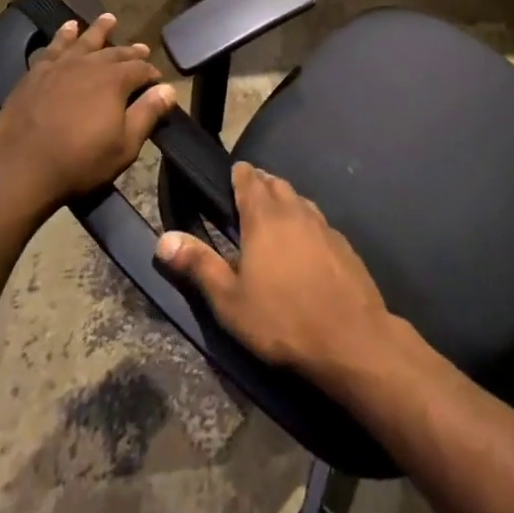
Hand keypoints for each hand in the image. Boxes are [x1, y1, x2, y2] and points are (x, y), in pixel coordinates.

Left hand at [0, 14, 175, 222]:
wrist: (19, 169)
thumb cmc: (79, 162)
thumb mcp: (124, 146)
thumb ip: (147, 114)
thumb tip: (168, 89)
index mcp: (114, 80)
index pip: (141, 69)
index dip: (152, 74)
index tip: (158, 82)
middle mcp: (89, 65)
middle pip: (115, 52)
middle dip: (130, 51)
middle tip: (141, 48)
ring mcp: (59, 66)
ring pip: (84, 41)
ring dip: (98, 30)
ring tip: (108, 18)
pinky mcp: (35, 74)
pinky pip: (52, 48)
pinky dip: (62, 36)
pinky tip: (67, 29)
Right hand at [154, 161, 394, 382]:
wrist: (350, 338)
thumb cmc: (282, 320)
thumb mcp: (230, 300)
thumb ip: (199, 265)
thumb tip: (163, 239)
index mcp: (265, 217)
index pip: (249, 179)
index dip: (238, 174)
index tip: (230, 176)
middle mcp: (296, 210)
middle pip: (276, 184)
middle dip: (261, 184)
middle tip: (247, 197)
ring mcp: (324, 225)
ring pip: (300, 200)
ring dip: (285, 201)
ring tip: (273, 217)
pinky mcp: (344, 244)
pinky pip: (319, 221)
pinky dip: (306, 223)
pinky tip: (304, 245)